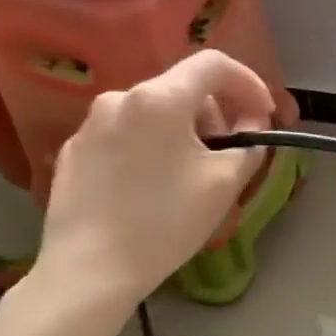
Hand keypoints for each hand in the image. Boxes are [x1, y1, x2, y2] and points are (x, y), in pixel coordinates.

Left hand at [31, 50, 274, 313]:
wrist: (89, 271)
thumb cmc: (165, 222)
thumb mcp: (225, 182)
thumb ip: (249, 142)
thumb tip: (251, 122)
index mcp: (159, 98)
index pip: (214, 64)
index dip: (248, 83)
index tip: (262, 116)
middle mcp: (120, 98)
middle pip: (182, 88)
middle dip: (215, 114)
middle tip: (228, 154)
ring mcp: (90, 124)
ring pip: (153, 112)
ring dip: (182, 131)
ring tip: (190, 175)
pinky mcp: (73, 151)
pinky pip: (125, 134)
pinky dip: (149, 147)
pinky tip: (151, 187)